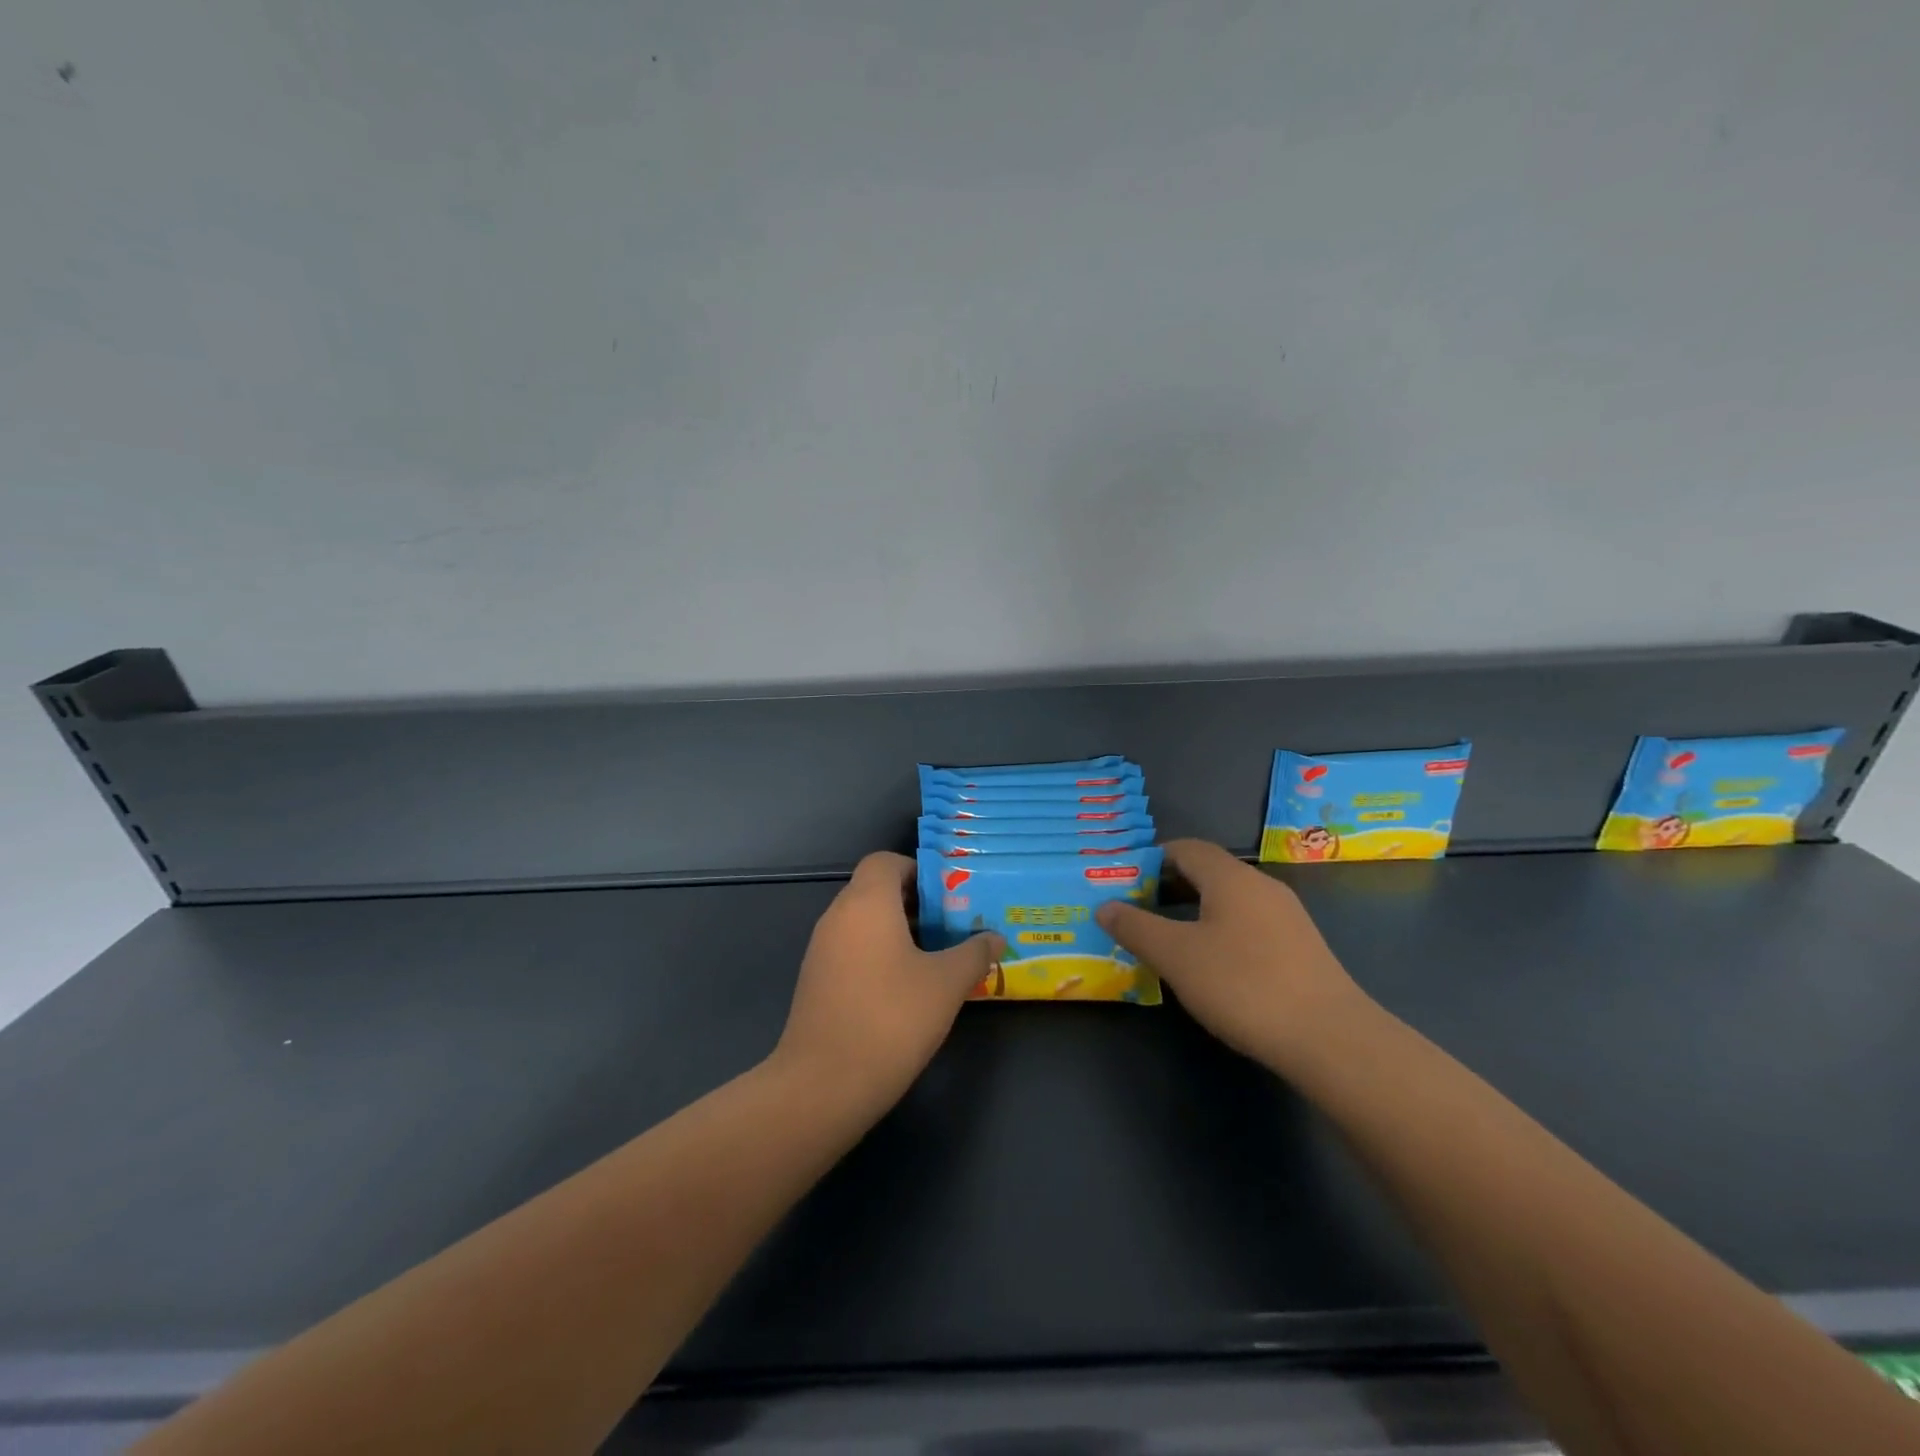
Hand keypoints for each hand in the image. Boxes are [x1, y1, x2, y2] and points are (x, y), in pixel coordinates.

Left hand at [772, 852, 1001, 1108]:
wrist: (823, 1084)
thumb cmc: (891, 1019)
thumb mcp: (946, 984)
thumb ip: (974, 954)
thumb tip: (995, 938)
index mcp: (866, 903)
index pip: (886, 861)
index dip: (918, 871)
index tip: (949, 897)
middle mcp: (838, 917)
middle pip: (876, 890)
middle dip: (916, 904)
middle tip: (952, 927)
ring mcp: (821, 950)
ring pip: (864, 922)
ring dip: (898, 931)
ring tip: (936, 958)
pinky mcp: (816, 981)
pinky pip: (852, 949)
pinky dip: (878, 954)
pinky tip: (906, 988)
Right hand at [1096, 839, 1370, 1071]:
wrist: (1331, 1039)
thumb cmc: (1243, 985)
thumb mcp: (1176, 956)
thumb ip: (1136, 927)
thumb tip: (1105, 905)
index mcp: (1231, 878)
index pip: (1186, 848)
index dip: (1152, 859)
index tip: (1125, 881)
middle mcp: (1261, 887)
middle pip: (1209, 872)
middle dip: (1170, 886)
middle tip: (1137, 910)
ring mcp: (1287, 917)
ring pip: (1230, 900)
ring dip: (1194, 910)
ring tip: (1167, 939)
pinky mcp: (1301, 948)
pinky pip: (1249, 924)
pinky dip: (1220, 931)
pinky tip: (1211, 965)